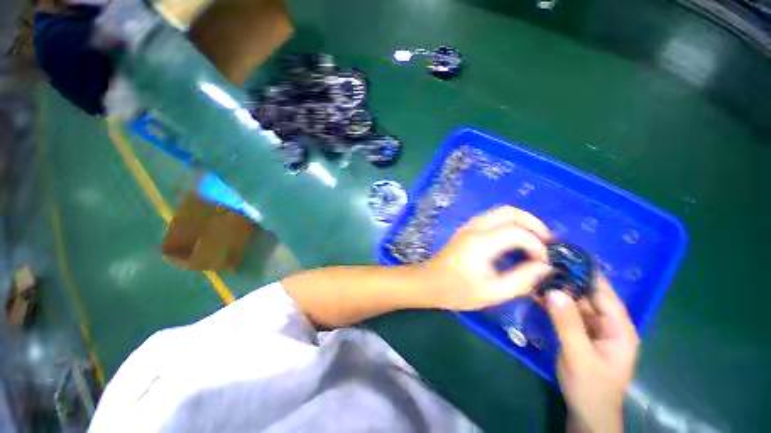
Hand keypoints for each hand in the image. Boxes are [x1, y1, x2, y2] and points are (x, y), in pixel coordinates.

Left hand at [423, 206, 552, 309]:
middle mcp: (474, 228)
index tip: (545, 263)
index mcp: (480, 242)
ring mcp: (468, 226)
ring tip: (536, 240)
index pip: (517, 232)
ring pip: (500, 212)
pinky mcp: (466, 230)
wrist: (429, 283)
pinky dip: (509, 224)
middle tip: (548, 242)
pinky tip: (515, 240)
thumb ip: (521, 280)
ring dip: (521, 222)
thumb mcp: (491, 293)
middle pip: (509, 211)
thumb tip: (544, 267)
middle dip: (533, 223)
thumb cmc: (456, 291)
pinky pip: (492, 218)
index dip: (537, 245)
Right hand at [545, 277, 638, 432]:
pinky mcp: (579, 333)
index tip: (565, 256)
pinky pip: (566, 313)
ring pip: (575, 303)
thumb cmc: (591, 386)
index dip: (586, 274)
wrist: (586, 411)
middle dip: (567, 280)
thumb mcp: (579, 355)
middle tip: (544, 263)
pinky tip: (537, 294)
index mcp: (619, 328)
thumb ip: (568, 323)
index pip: (604, 293)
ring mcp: (592, 329)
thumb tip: (554, 291)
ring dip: (558, 291)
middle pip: (588, 296)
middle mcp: (608, 324)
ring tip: (537, 275)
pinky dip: (553, 304)